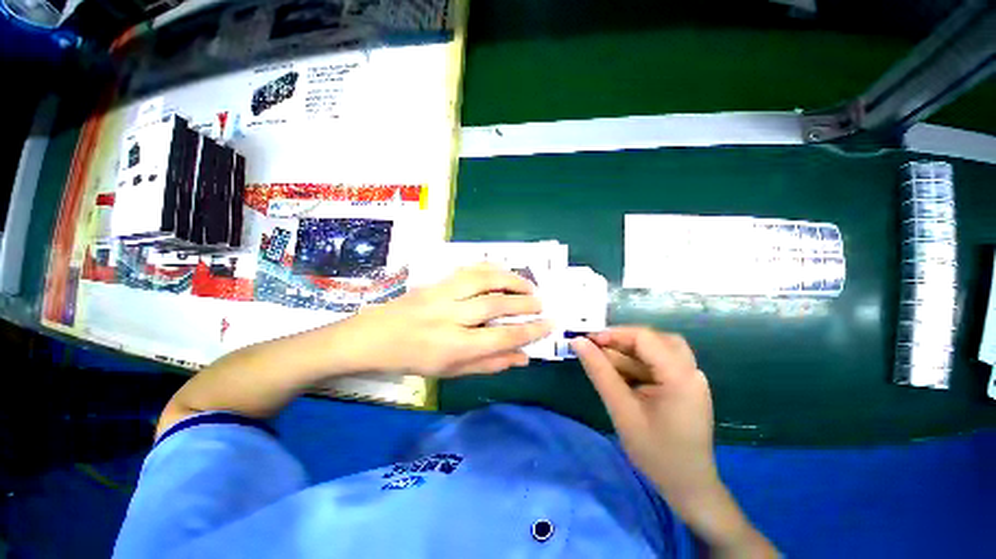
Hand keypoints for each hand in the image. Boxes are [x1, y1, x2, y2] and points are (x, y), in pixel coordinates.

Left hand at [345, 263, 550, 376]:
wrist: (374, 337)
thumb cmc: (413, 360)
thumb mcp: (451, 372)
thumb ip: (489, 363)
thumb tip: (523, 358)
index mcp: (453, 347)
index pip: (501, 337)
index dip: (530, 331)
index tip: (549, 324)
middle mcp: (449, 317)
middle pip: (495, 305)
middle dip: (525, 303)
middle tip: (542, 304)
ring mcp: (441, 295)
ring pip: (483, 280)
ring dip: (511, 280)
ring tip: (528, 285)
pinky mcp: (435, 282)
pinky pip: (468, 269)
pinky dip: (490, 268)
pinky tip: (503, 271)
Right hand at [570, 328, 717, 499]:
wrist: (688, 488)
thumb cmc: (655, 453)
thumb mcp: (622, 410)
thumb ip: (599, 372)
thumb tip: (578, 342)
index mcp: (681, 376)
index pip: (645, 338)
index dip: (614, 334)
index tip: (587, 341)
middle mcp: (691, 371)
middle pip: (654, 339)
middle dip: (622, 341)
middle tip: (597, 347)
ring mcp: (690, 378)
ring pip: (656, 349)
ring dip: (629, 351)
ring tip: (604, 360)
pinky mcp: (684, 386)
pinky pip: (658, 364)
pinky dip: (637, 363)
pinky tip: (620, 374)